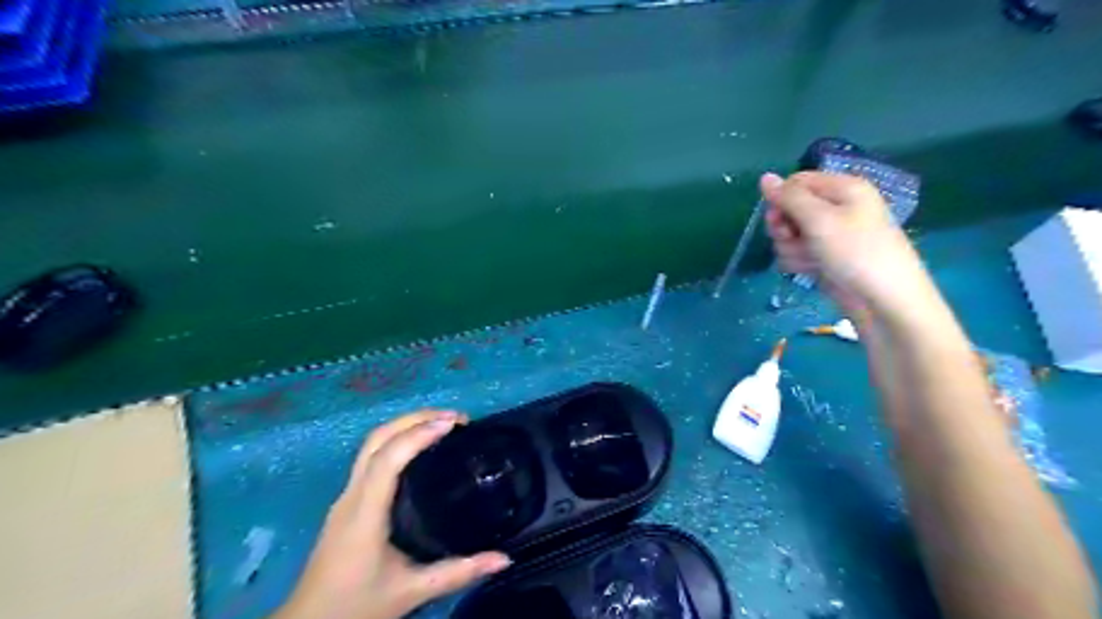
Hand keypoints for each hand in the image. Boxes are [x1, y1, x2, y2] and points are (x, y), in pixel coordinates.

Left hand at [274, 410, 516, 618]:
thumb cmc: (355, 607)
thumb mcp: (411, 592)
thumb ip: (458, 573)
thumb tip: (504, 558)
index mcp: (364, 513)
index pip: (388, 458)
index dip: (419, 434)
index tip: (453, 424)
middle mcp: (351, 496)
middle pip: (377, 439)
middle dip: (415, 419)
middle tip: (456, 418)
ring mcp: (346, 496)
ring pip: (372, 444)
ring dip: (406, 425)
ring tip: (443, 425)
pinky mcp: (347, 502)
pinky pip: (372, 456)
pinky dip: (398, 440)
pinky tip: (420, 448)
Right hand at [768, 172, 936, 322]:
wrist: (883, 300)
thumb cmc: (855, 252)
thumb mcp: (819, 220)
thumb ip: (788, 198)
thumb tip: (764, 177)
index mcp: (842, 188)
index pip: (796, 182)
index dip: (781, 199)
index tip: (777, 219)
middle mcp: (836, 207)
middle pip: (790, 208)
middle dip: (784, 226)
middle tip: (790, 238)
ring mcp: (830, 234)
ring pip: (790, 234)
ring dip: (790, 248)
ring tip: (808, 260)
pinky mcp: (825, 257)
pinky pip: (798, 252)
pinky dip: (799, 261)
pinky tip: (810, 270)